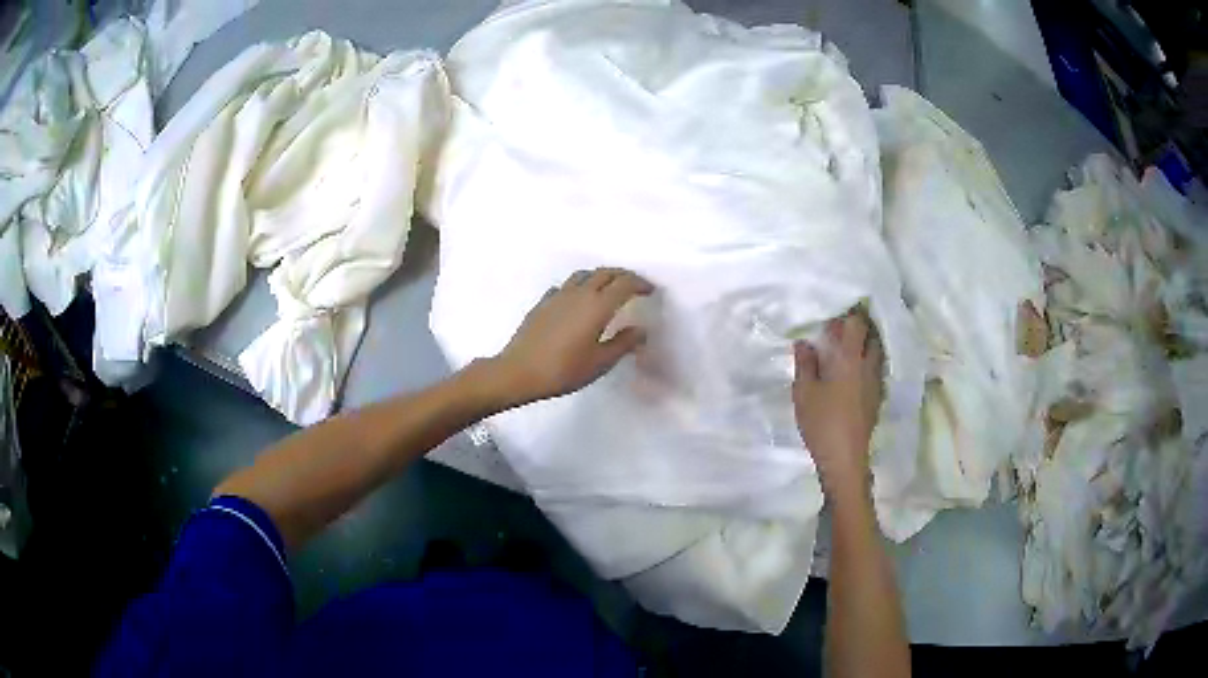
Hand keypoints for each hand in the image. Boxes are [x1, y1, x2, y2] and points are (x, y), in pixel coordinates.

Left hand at [490, 268, 654, 405]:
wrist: (519, 372)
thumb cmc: (564, 370)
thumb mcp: (600, 362)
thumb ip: (623, 343)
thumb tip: (641, 330)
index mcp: (597, 306)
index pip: (624, 284)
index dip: (640, 284)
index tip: (650, 290)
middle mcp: (579, 293)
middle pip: (605, 273)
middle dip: (623, 276)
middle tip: (634, 286)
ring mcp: (558, 295)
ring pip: (584, 275)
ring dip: (600, 276)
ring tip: (608, 289)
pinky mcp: (543, 302)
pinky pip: (566, 285)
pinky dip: (579, 287)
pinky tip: (578, 301)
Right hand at [792, 310, 883, 497]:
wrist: (845, 458)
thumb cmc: (822, 422)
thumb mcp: (804, 393)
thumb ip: (805, 364)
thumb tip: (805, 342)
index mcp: (849, 359)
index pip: (856, 324)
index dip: (849, 313)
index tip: (837, 308)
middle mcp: (868, 365)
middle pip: (870, 336)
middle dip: (859, 327)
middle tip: (841, 327)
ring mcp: (876, 382)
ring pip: (876, 353)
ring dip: (865, 345)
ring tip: (848, 347)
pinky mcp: (877, 397)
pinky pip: (876, 370)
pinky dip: (867, 363)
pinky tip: (854, 372)